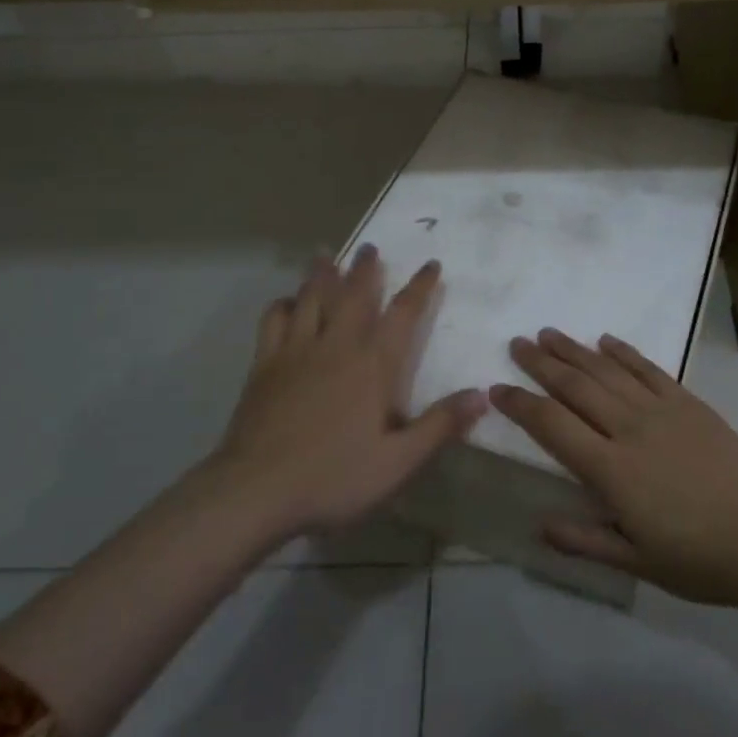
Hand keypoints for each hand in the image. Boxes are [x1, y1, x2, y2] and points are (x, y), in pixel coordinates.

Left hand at [212, 247, 486, 539]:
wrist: (255, 491)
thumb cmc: (333, 478)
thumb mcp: (397, 462)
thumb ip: (440, 426)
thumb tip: (481, 395)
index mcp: (373, 366)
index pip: (403, 314)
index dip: (420, 287)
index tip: (431, 265)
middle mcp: (336, 346)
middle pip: (353, 295)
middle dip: (365, 268)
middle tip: (370, 246)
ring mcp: (296, 351)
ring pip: (311, 298)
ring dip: (321, 273)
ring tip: (325, 253)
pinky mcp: (264, 364)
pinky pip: (273, 320)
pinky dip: (282, 304)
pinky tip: (286, 302)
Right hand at [490, 329, 737, 608]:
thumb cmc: (698, 559)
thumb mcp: (636, 562)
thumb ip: (584, 540)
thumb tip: (537, 525)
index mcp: (612, 470)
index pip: (552, 426)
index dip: (521, 405)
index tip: (497, 389)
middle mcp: (630, 429)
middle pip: (575, 386)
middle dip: (541, 363)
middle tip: (516, 344)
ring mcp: (662, 410)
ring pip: (607, 370)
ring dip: (574, 349)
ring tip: (548, 334)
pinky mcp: (689, 403)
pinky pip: (649, 369)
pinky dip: (624, 352)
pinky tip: (605, 340)